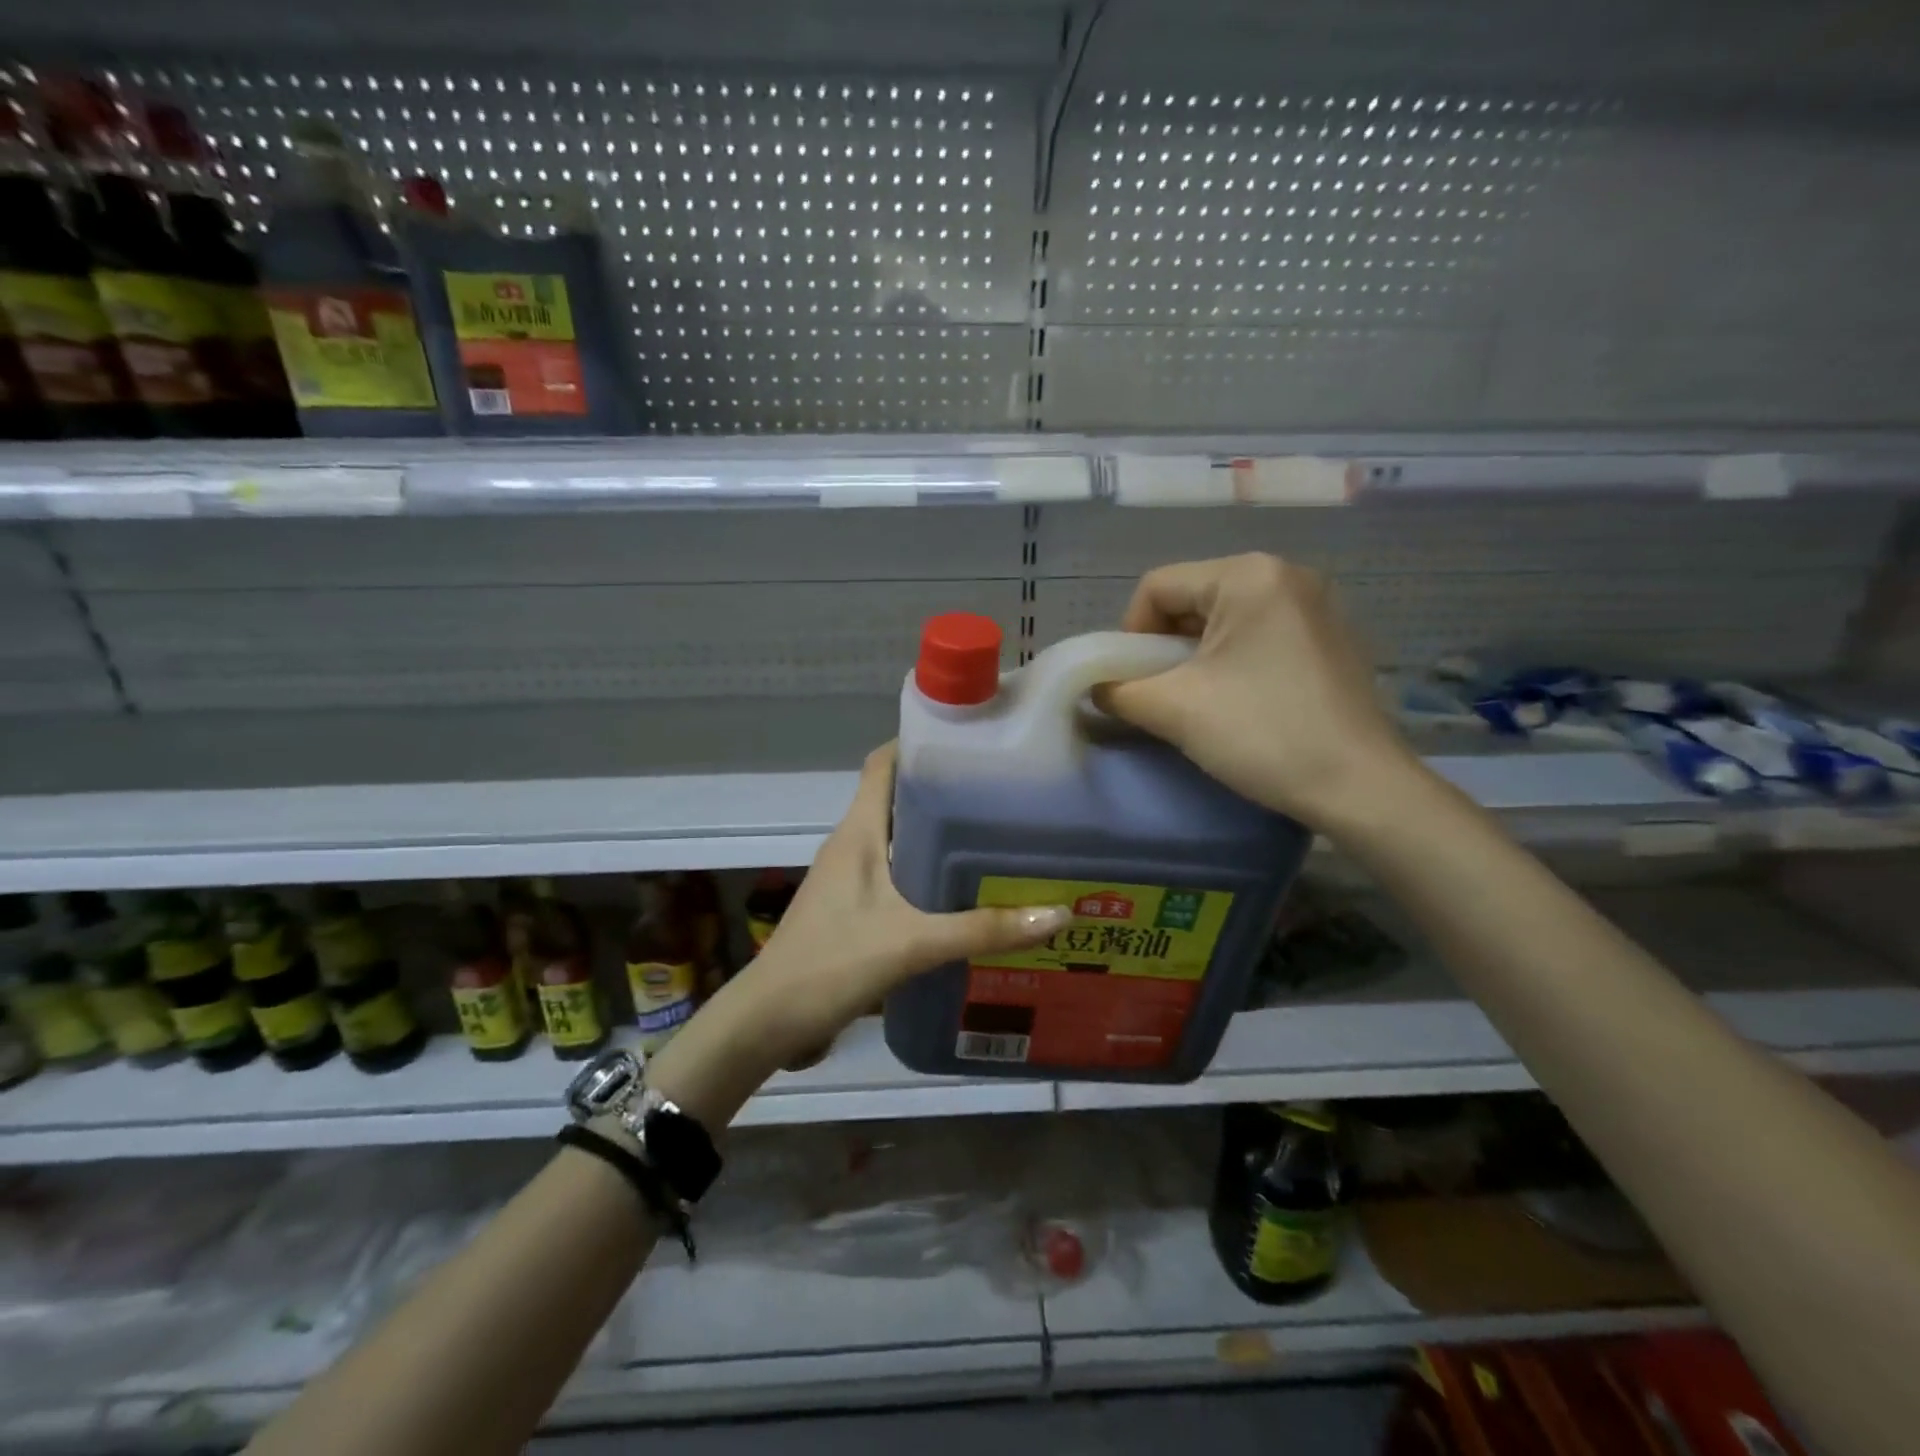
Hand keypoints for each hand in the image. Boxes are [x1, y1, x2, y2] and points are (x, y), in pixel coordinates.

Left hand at [735, 744, 1070, 1059]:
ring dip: (939, 837)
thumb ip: (982, 929)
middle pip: (899, 799)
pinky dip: (929, 874)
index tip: (971, 741)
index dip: (919, 743)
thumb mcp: (913, 944)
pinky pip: (897, 875)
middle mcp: (852, 844)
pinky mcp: (853, 908)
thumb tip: (1056, 913)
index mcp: (858, 831)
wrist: (768, 1021)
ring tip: (996, 839)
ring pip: (899, 840)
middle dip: (946, 793)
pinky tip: (965, 895)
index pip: (883, 764)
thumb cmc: (832, 964)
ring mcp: (850, 877)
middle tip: (1004, 795)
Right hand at [1097, 553, 1421, 830]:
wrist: (1360, 787)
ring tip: (1199, 701)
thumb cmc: (1262, 734)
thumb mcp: (1173, 709)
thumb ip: (1118, 691)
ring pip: (1226, 619)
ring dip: (1198, 656)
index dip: (1130, 634)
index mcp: (1248, 575)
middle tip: (1162, 694)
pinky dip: (1235, 661)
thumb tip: (1096, 688)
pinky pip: (1262, 635)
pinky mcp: (1334, 637)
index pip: (1157, 587)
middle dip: (1165, 647)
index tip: (1134, 683)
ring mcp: (1318, 605)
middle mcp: (1287, 574)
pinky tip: (1242, 702)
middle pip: (1193, 598)